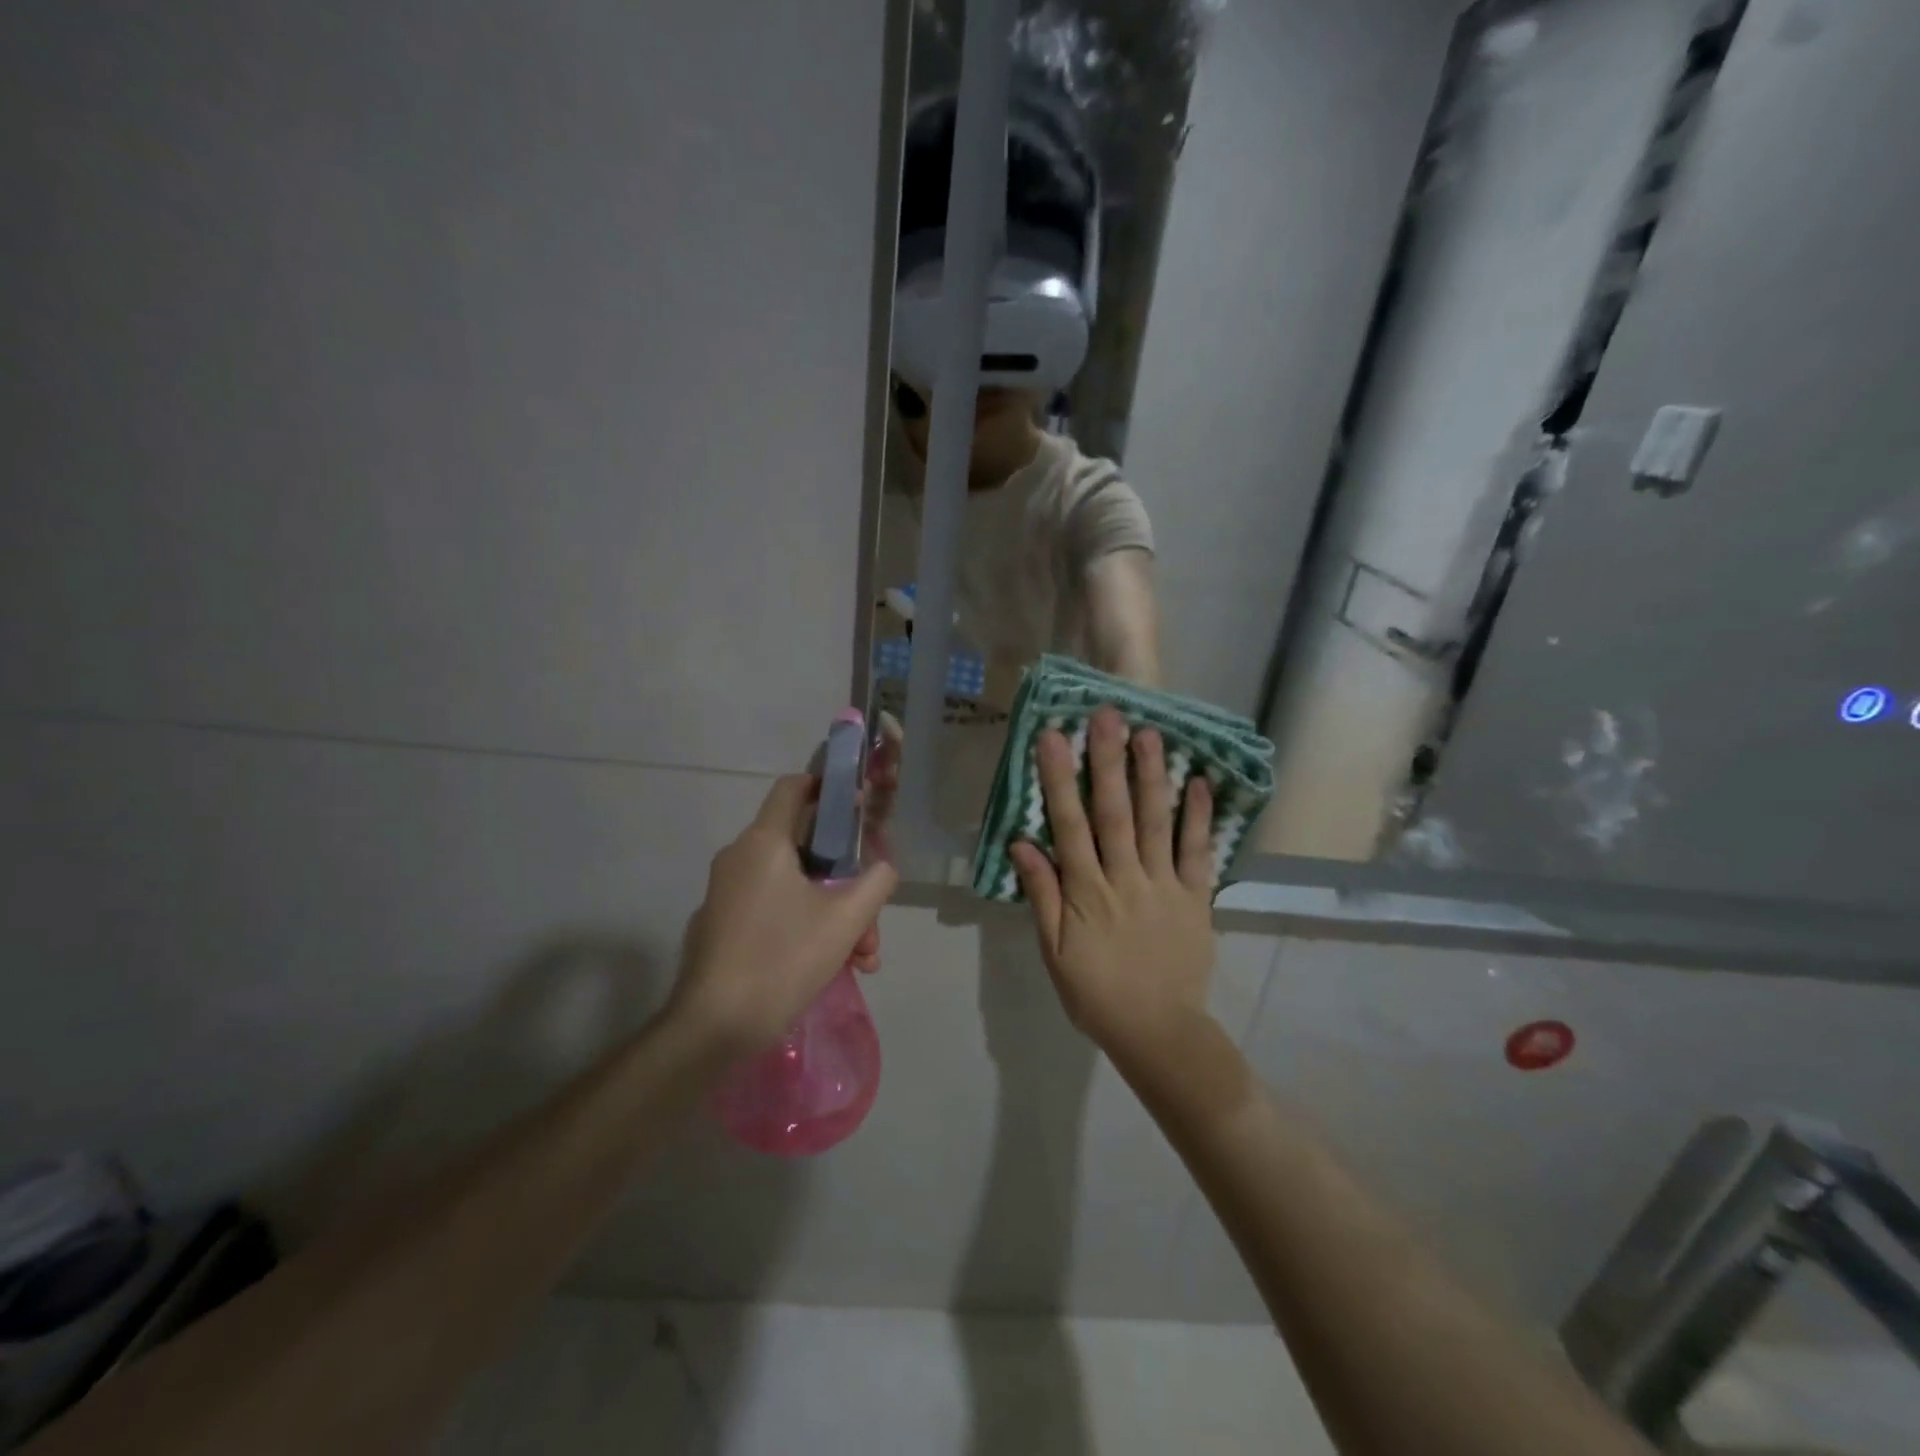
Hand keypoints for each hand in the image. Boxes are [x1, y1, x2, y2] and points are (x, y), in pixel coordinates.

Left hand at [671, 775, 898, 1056]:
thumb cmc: (782, 959)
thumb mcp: (845, 920)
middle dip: (847, 883)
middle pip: (805, 849)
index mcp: (764, 842)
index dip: (827, 787)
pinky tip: (831, 966)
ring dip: (833, 914)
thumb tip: (883, 868)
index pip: (793, 787)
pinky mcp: (722, 924)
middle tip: (870, 924)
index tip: (857, 806)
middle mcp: (740, 857)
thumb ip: (876, 883)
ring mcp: (727, 892)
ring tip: (861, 959)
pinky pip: (772, 909)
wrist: (713, 1027)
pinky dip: (804, 926)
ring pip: (794, 886)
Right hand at [1009, 706, 1215, 1056]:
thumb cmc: (1096, 992)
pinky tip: (1199, 781)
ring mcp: (1165, 885)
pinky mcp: (1196, 898)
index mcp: (1086, 892)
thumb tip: (1022, 843)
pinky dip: (1200, 817)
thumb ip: (1041, 895)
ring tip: (1150, 733)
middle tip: (1107, 715)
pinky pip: (1198, 853)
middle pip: (1115, 813)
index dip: (1060, 780)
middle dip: (1108, 762)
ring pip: (1158, 823)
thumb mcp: (1054, 951)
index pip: (1069, 825)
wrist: (1158, 1031)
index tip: (1053, 738)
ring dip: (1153, 776)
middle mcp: (1125, 878)